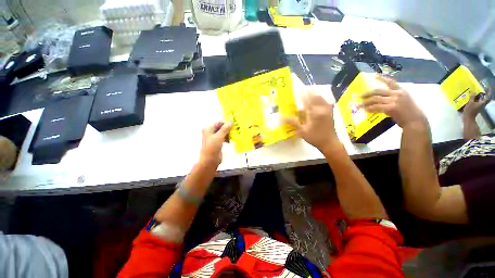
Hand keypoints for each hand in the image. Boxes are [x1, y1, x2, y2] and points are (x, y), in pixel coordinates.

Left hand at [200, 122, 231, 165]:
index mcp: (209, 128)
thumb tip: (231, 121)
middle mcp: (210, 132)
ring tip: (232, 138)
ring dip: (228, 134)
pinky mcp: (217, 143)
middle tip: (234, 132)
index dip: (226, 124)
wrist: (209, 160)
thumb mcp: (219, 136)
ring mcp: (213, 138)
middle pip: (221, 127)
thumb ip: (225, 128)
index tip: (234, 126)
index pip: (219, 122)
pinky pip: (223, 138)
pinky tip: (229, 141)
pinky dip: (227, 139)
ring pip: (223, 133)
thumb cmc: (213, 147)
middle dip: (228, 129)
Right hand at [284, 88, 338, 152]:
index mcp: (316, 112)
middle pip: (315, 94)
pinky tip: (313, 100)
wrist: (330, 143)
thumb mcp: (302, 131)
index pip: (308, 98)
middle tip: (299, 90)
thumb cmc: (315, 137)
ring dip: (313, 93)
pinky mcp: (330, 110)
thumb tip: (281, 117)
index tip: (296, 88)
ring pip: (320, 96)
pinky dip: (317, 98)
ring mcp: (328, 108)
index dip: (302, 92)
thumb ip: (293, 122)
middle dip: (307, 91)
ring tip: (305, 94)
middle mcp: (323, 107)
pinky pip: (324, 100)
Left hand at [361, 75, 426, 128]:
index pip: (391, 82)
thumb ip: (392, 98)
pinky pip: (377, 107)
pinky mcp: (392, 107)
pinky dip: (370, 108)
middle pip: (378, 91)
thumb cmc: (409, 112)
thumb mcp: (403, 101)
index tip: (375, 76)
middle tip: (360, 96)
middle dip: (367, 93)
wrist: (415, 121)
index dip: (382, 78)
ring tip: (359, 105)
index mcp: (401, 90)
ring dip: (366, 102)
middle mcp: (398, 93)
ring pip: (375, 99)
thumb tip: (379, 101)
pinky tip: (366, 110)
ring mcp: (395, 100)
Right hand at [463, 89, 490, 120]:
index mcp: (482, 103)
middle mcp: (482, 104)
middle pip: (484, 98)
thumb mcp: (470, 102)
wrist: (468, 118)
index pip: (487, 97)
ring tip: (475, 94)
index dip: (488, 92)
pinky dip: (476, 100)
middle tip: (480, 90)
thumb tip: (473, 91)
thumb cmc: (470, 110)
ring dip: (479, 97)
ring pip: (480, 100)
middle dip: (482, 95)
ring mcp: (479, 107)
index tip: (487, 88)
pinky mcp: (476, 108)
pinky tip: (472, 99)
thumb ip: (472, 97)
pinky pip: (477, 102)